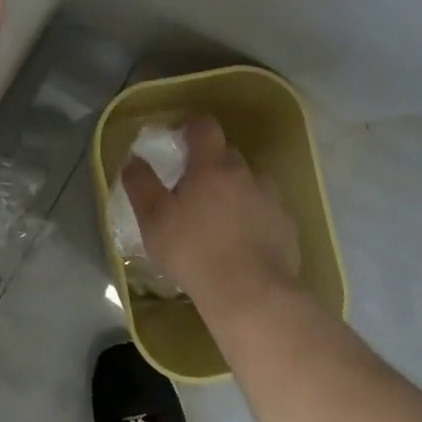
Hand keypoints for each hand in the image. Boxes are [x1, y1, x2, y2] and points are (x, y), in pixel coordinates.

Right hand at [121, 117, 300, 310]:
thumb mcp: (153, 220)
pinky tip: (244, 244)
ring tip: (221, 220)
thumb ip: (141, 184)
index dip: (192, 126)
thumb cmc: (193, 251)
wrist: (251, 294)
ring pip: (251, 184)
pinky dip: (255, 220)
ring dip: (236, 192)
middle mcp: (246, 174)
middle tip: (193, 189)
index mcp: (212, 165)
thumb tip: (133, 159)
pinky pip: (267, 213)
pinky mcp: (288, 228)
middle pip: (228, 156)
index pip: (205, 127)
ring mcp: (272, 200)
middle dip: (211, 165)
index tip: (180, 138)